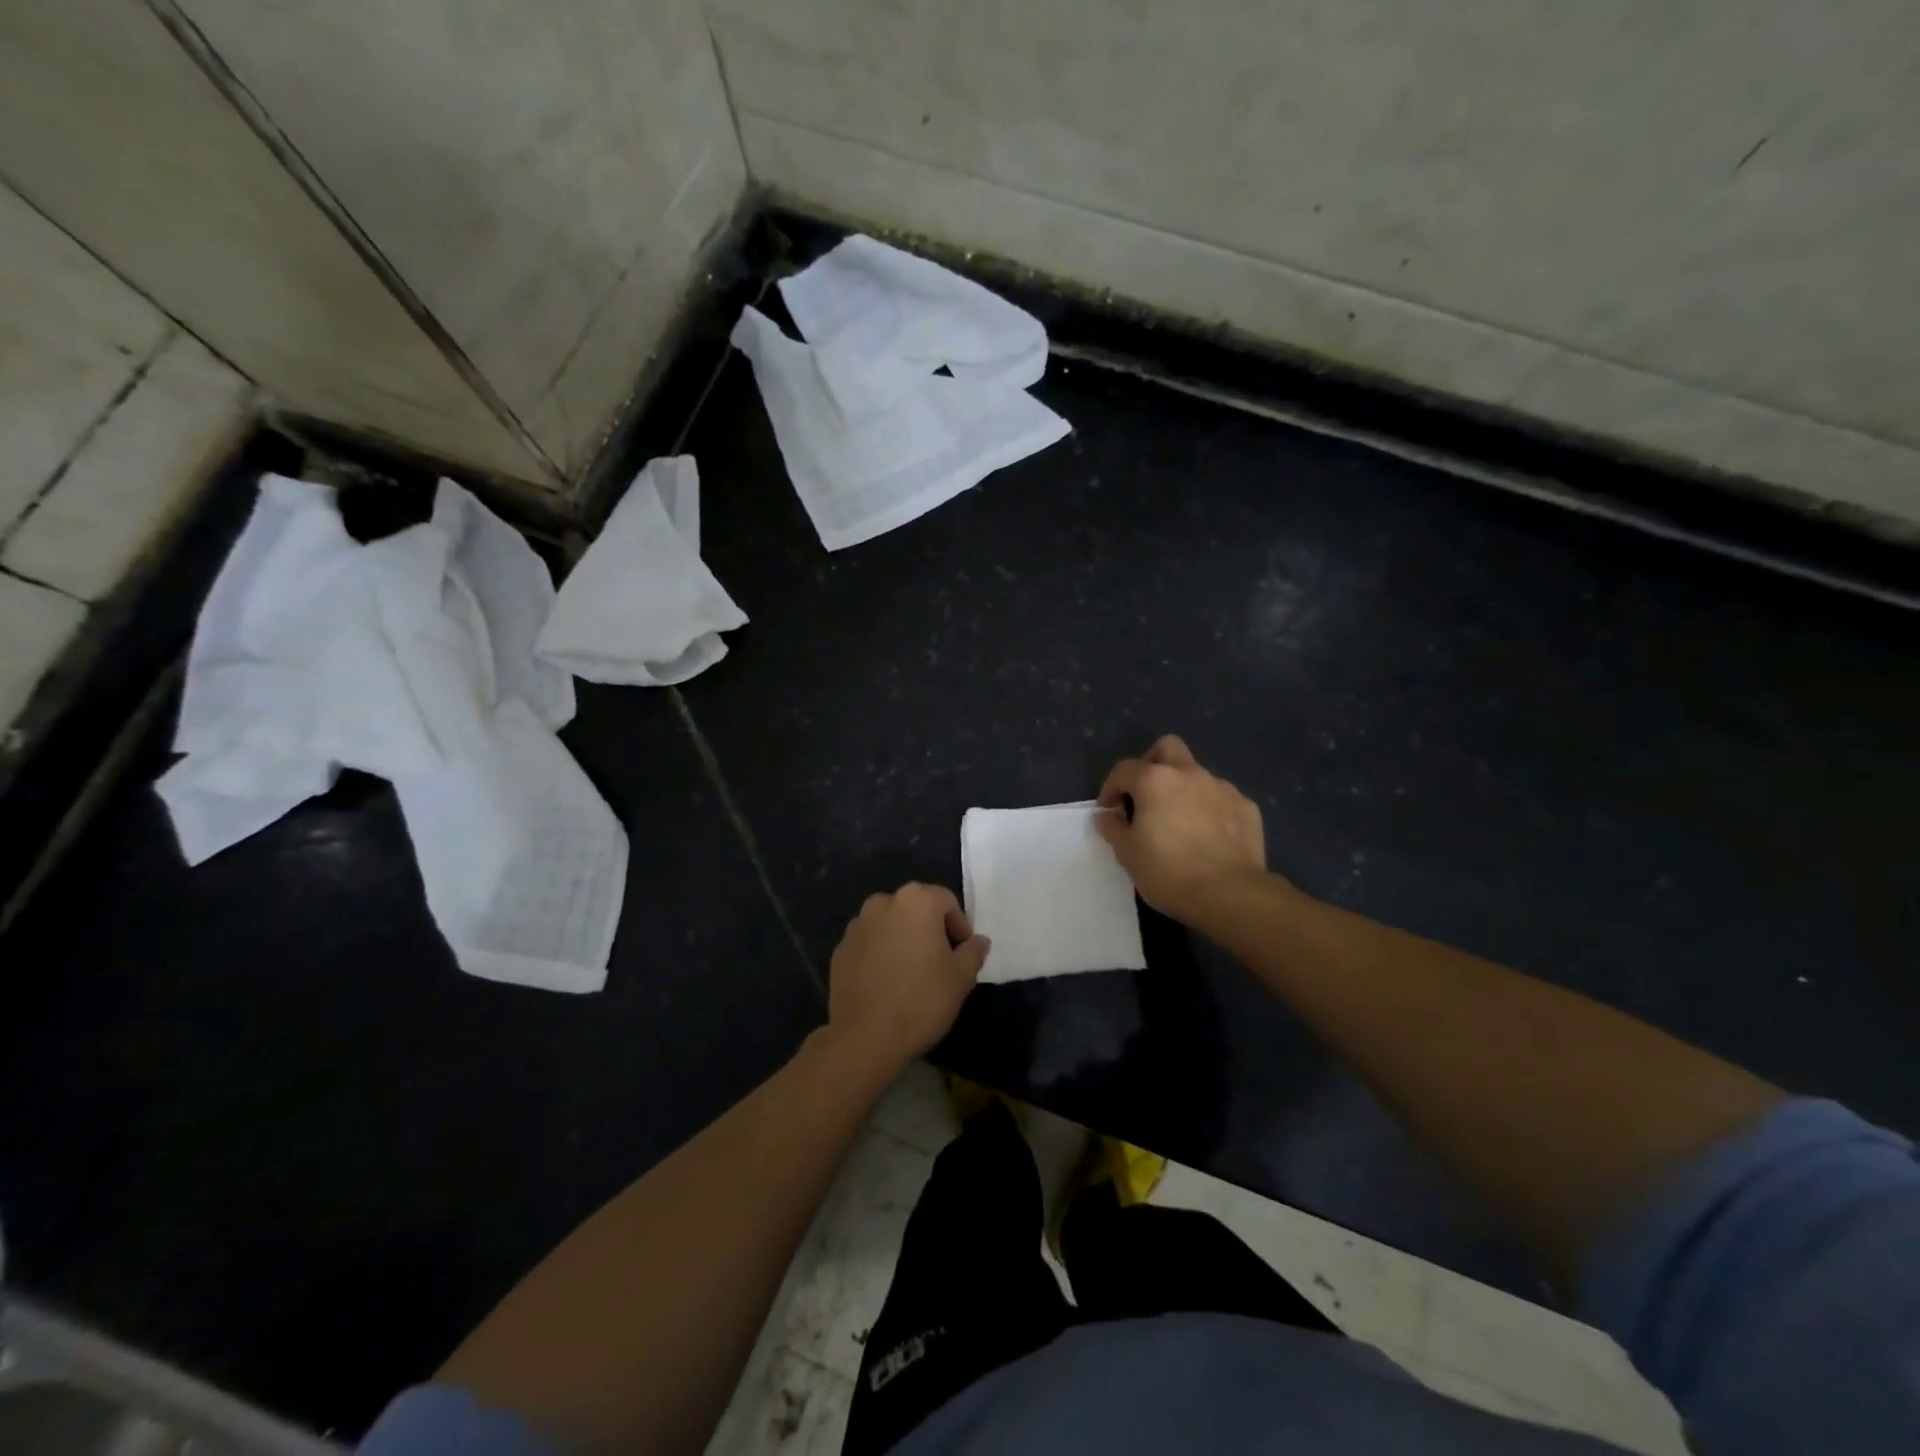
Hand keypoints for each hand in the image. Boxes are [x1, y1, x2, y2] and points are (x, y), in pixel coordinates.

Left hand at [827, 883, 988, 1071]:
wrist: (866, 1036)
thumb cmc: (922, 999)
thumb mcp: (961, 977)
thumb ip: (973, 952)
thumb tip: (978, 941)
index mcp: (915, 901)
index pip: (946, 900)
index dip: (959, 925)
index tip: (963, 952)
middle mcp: (883, 903)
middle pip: (915, 908)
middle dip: (930, 929)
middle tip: (940, 961)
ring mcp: (856, 926)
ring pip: (889, 925)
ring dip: (902, 939)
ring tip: (911, 972)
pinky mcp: (839, 950)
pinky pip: (868, 944)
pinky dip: (880, 954)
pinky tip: (886, 982)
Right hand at [1096, 735, 1268, 923]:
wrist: (1229, 894)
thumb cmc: (1168, 872)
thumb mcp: (1127, 854)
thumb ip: (1113, 827)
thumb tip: (1107, 815)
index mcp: (1155, 780)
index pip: (1124, 769)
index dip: (1111, 787)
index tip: (1109, 810)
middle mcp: (1190, 774)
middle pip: (1167, 748)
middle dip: (1152, 763)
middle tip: (1145, 794)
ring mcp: (1222, 788)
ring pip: (1197, 775)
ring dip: (1183, 790)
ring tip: (1180, 822)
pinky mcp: (1247, 808)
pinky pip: (1222, 799)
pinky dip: (1210, 809)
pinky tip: (1209, 836)